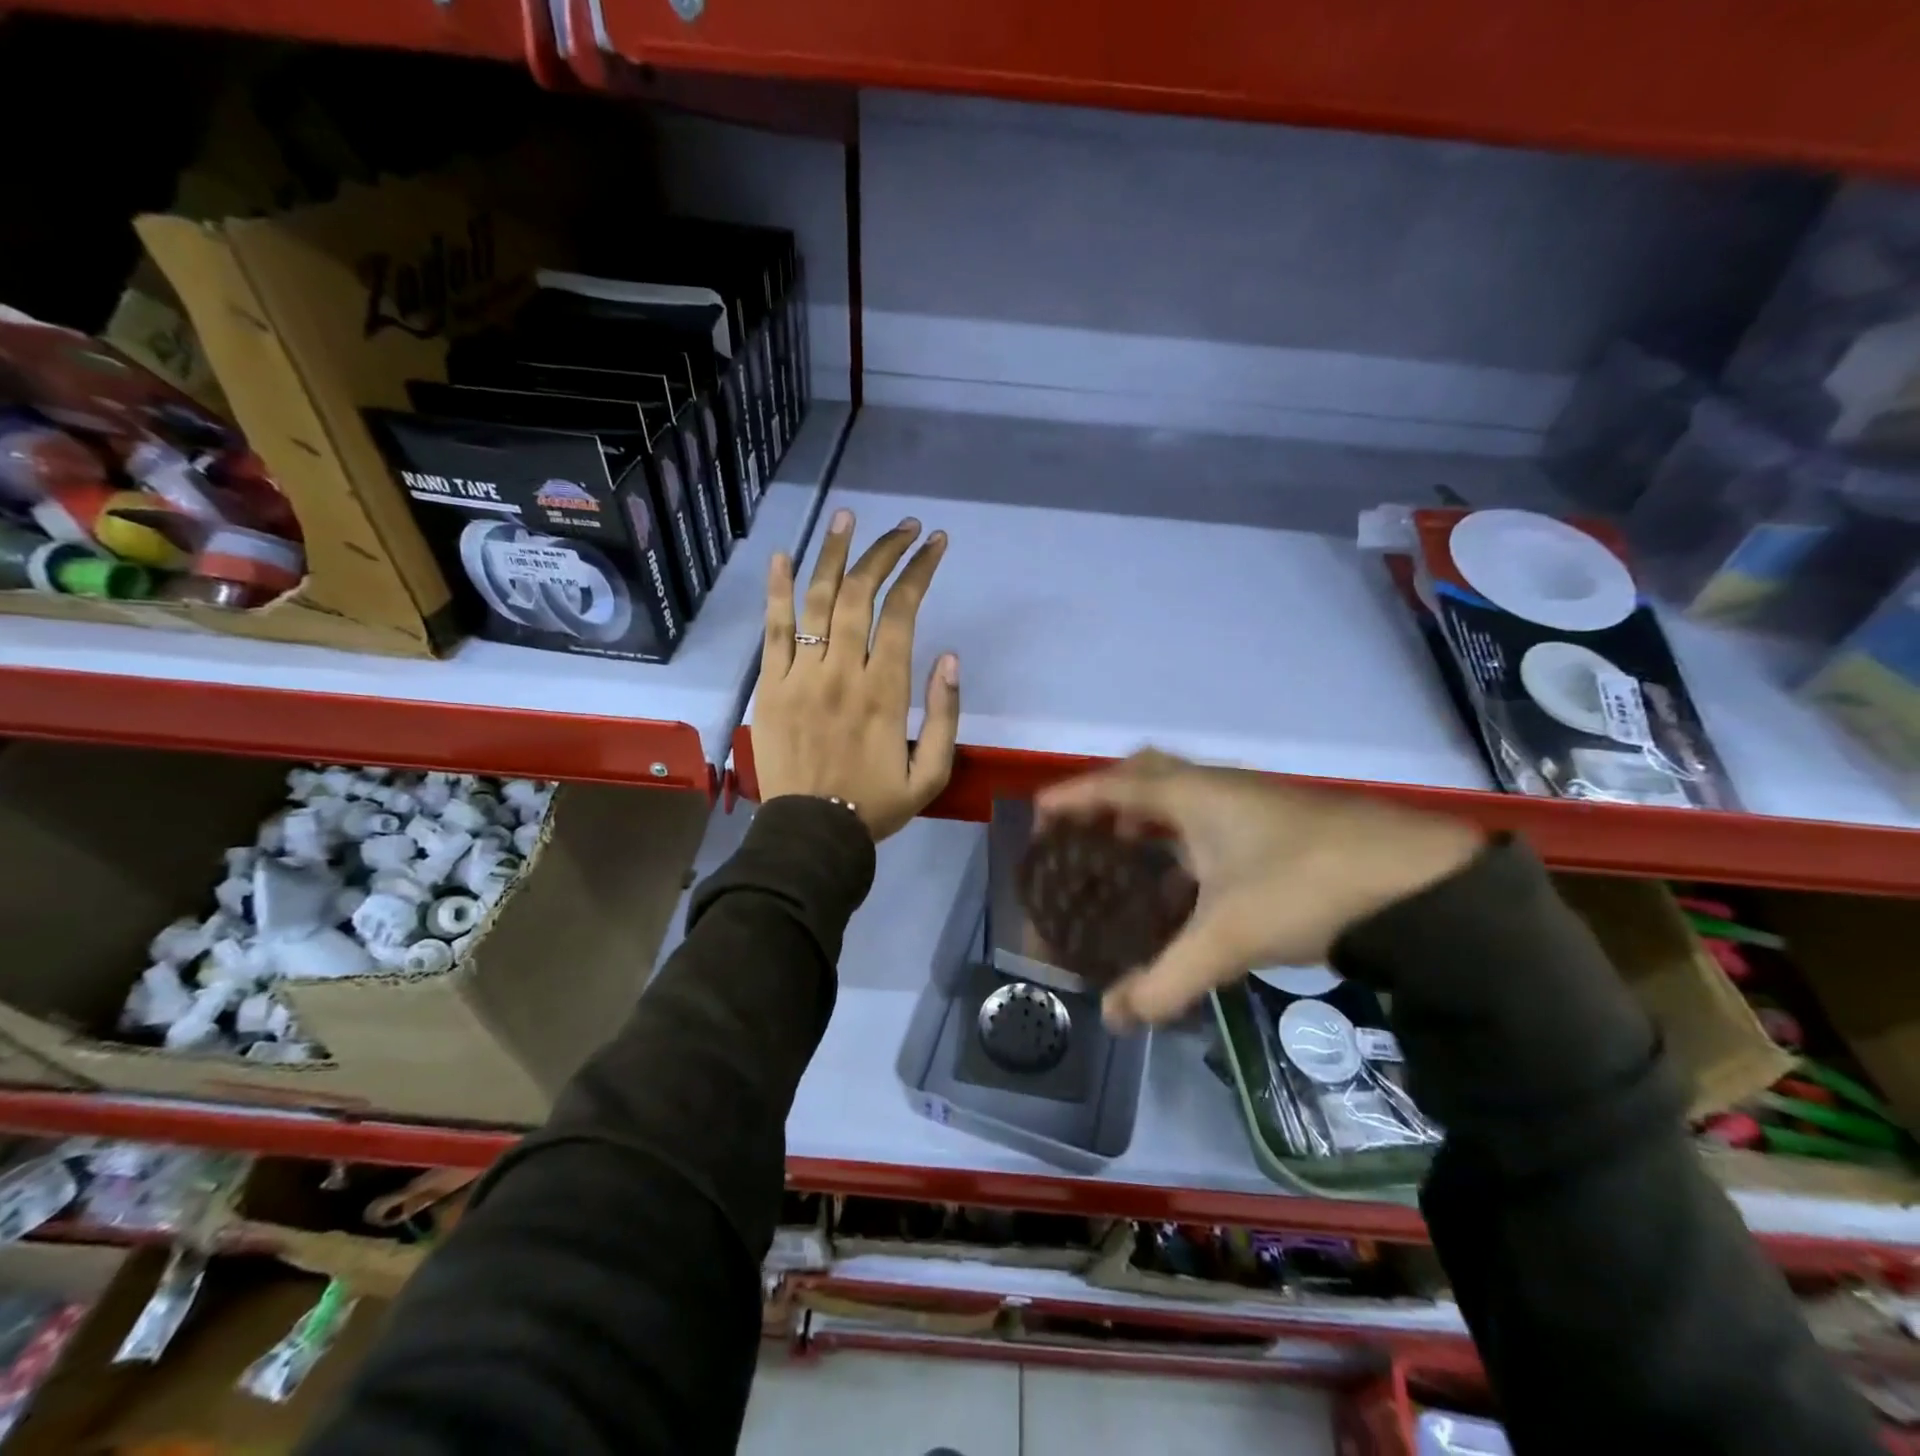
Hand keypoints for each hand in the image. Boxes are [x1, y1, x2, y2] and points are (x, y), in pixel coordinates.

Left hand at [752, 509, 959, 840]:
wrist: (812, 833)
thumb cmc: (876, 805)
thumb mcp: (932, 773)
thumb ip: (945, 715)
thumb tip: (948, 657)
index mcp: (886, 691)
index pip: (903, 613)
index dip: (919, 571)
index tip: (934, 543)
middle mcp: (843, 671)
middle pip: (860, 594)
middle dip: (884, 552)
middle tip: (903, 527)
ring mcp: (801, 675)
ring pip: (817, 600)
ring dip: (833, 554)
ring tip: (846, 518)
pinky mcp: (771, 685)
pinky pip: (773, 629)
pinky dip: (778, 590)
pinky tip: (785, 556)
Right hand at [1037, 750, 1480, 1028]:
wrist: (1419, 883)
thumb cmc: (1304, 888)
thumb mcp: (1226, 937)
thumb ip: (1164, 981)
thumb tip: (1115, 1019)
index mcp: (1194, 796)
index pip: (1114, 786)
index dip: (1072, 799)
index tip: (1038, 815)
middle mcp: (1218, 788)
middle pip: (1148, 774)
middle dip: (1109, 799)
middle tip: (1085, 834)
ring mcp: (1253, 802)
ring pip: (1184, 796)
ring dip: (1149, 820)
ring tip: (1127, 858)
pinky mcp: (1281, 823)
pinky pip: (1211, 819)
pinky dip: (1185, 840)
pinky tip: (1190, 884)